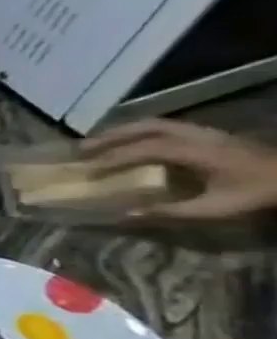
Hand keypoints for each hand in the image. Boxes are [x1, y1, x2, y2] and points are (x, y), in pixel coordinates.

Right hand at [83, 118, 276, 218]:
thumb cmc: (258, 193)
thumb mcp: (216, 208)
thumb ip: (171, 211)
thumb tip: (126, 215)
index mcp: (199, 151)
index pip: (147, 148)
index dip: (114, 158)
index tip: (88, 170)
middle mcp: (199, 135)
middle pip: (147, 127)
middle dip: (111, 137)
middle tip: (81, 149)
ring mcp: (206, 132)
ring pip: (156, 124)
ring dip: (123, 132)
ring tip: (98, 143)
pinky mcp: (210, 135)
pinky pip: (166, 127)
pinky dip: (140, 132)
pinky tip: (131, 144)